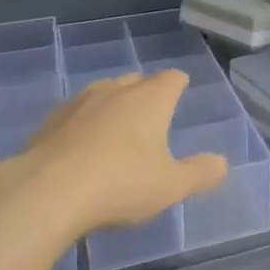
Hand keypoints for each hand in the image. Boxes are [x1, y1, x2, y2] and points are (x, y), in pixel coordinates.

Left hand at [21, 70, 227, 237]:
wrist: (47, 191)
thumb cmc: (120, 184)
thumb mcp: (169, 187)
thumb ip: (199, 174)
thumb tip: (222, 164)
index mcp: (151, 99)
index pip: (172, 78)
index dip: (178, 86)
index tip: (180, 96)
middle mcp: (118, 89)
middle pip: (138, 81)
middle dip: (146, 95)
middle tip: (150, 121)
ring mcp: (81, 101)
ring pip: (105, 93)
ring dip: (113, 107)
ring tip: (115, 134)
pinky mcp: (52, 119)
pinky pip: (76, 114)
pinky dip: (83, 124)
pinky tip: (80, 149)